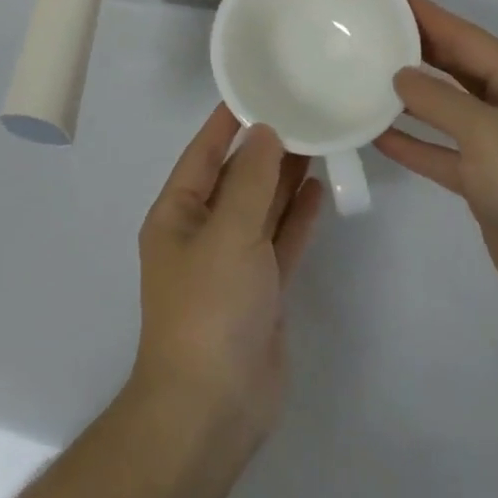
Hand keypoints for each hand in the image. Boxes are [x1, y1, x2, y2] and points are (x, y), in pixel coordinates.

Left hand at [130, 105, 324, 445]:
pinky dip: (298, 216)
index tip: (258, 88)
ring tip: (318, 140)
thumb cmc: (209, 307)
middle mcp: (203, 231)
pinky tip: (319, 189)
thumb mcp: (229, 233)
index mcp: (178, 213)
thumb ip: (251, 180)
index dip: (228, 121)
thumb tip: (265, 131)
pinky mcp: (261, 288)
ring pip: (262, 206)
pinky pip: (281, 239)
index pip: (204, 152)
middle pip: (237, 177)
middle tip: (303, 110)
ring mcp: (234, 262)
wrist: (213, 409)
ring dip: (285, 177)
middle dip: (266, 147)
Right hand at [375, 0, 497, 329]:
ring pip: (446, 109)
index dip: (427, 16)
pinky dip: (414, 143)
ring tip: (365, 77)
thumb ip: (439, 100)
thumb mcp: (488, 134)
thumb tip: (400, 76)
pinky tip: (377, 135)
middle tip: (369, 33)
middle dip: (416, 49)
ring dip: (409, 96)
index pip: (467, 37)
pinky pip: (441, 152)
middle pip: (456, 68)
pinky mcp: (486, 182)